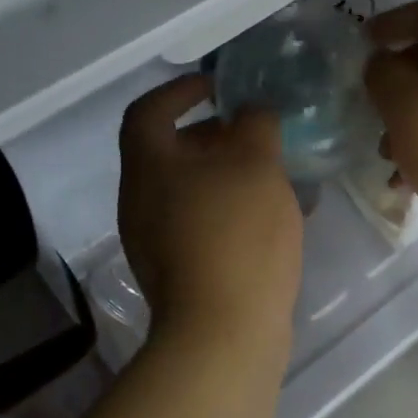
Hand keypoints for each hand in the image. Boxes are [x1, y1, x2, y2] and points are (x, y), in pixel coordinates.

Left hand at [117, 74, 302, 354]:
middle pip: (171, 152)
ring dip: (228, 173)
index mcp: (148, 168)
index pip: (149, 111)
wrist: (224, 333)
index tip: (218, 85)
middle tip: (256, 130)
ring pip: (191, 190)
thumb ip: (255, 124)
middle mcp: (141, 202)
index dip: (180, 90)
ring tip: (275, 171)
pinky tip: (274, 215)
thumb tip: (253, 113)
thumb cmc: (236, 234)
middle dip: (214, 134)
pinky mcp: (180, 272)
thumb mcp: (256, 164)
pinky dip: (232, 208)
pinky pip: (203, 223)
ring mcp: (157, 241)